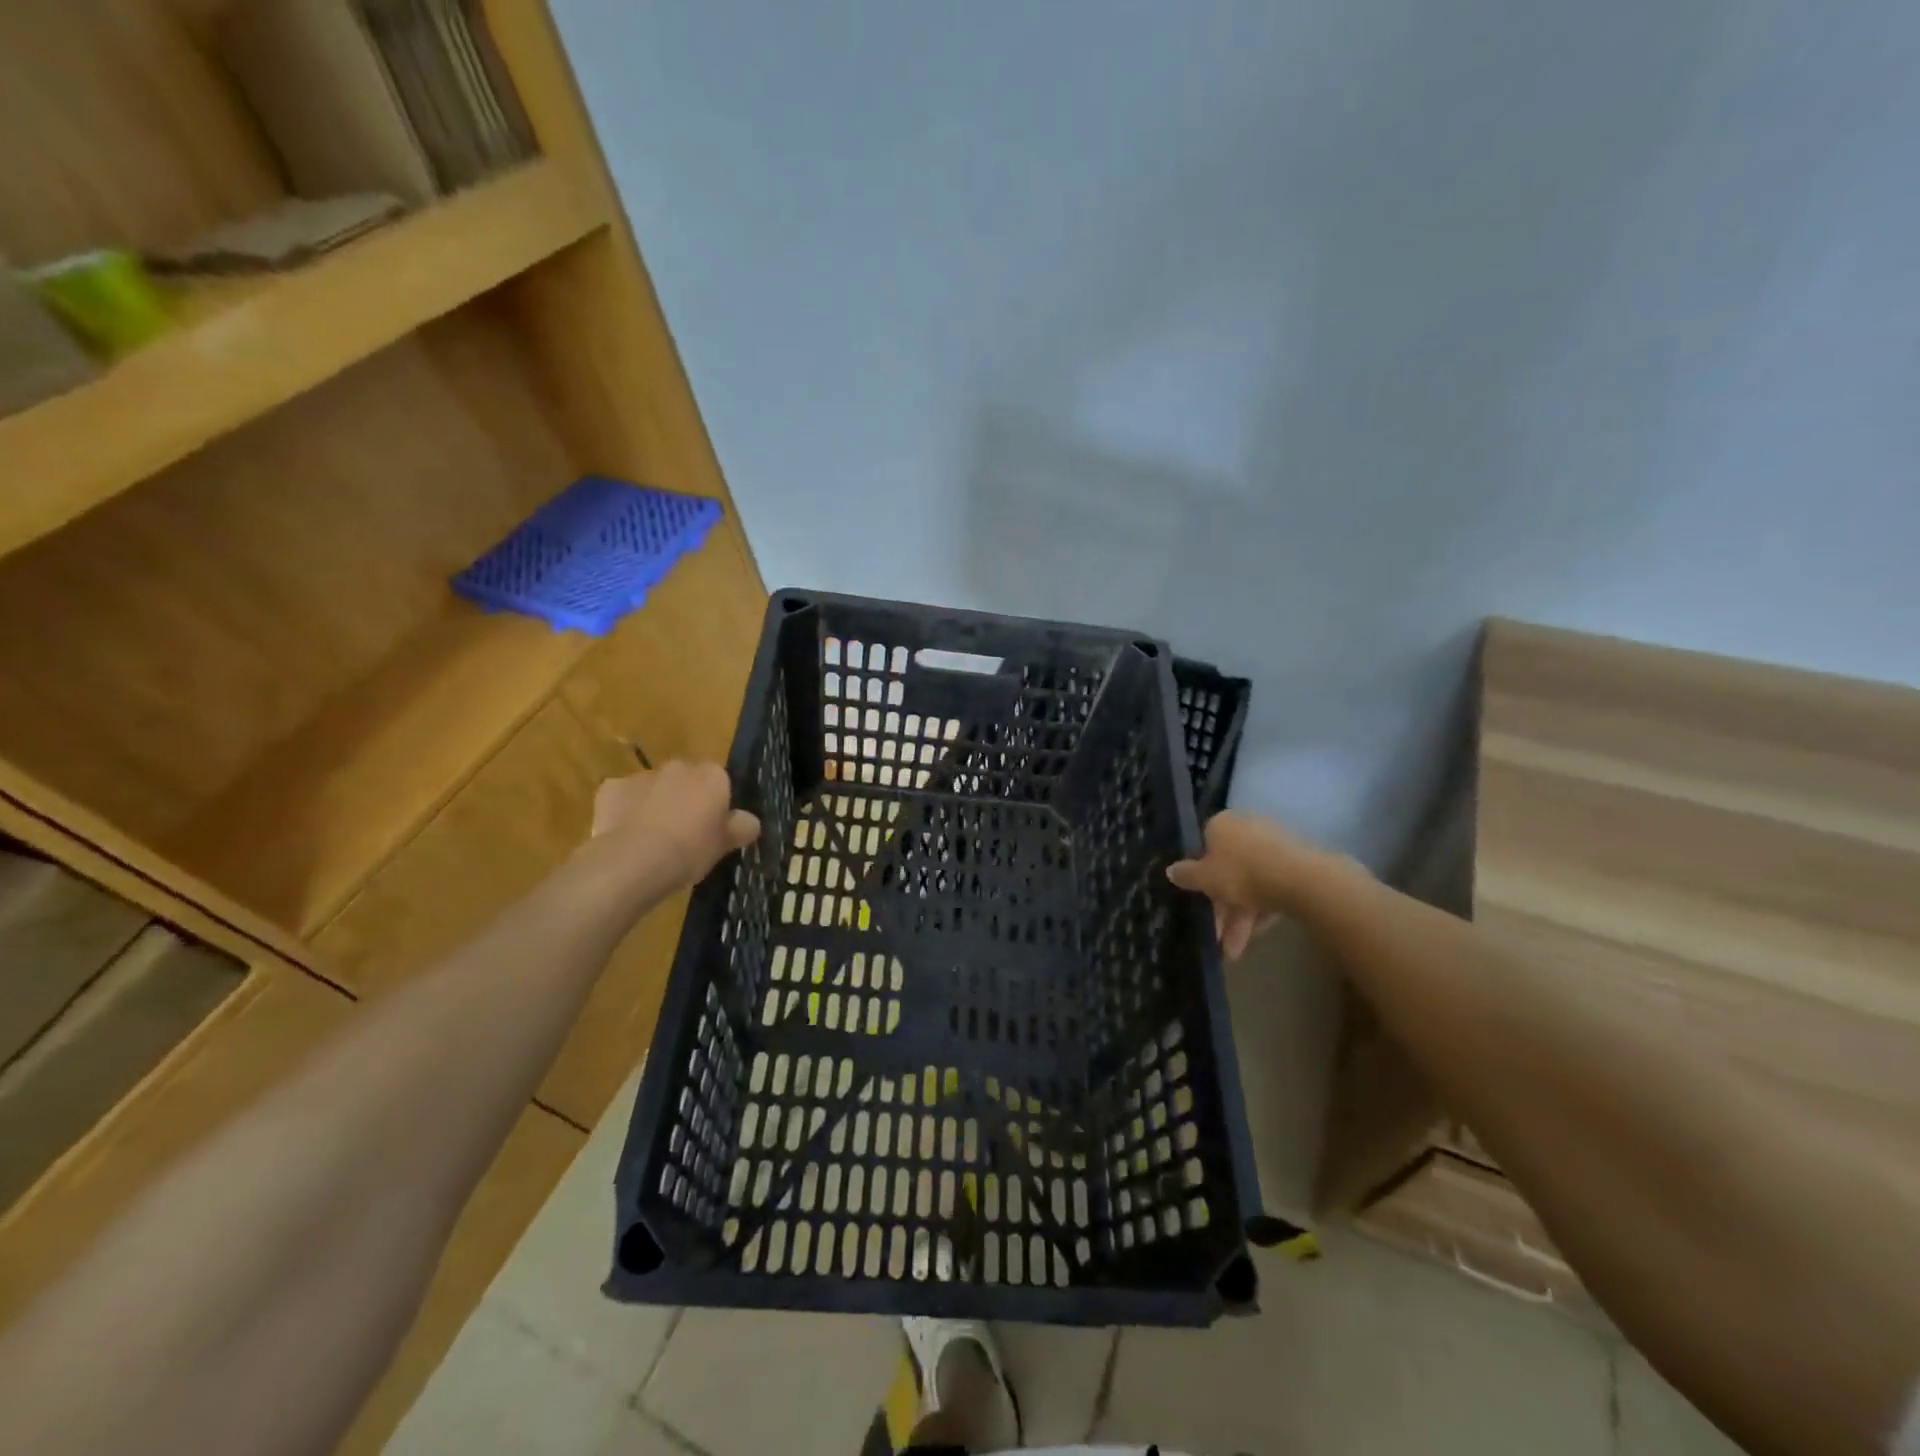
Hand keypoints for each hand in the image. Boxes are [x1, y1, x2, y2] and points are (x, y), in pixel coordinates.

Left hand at [585, 761, 759, 897]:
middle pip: (686, 780)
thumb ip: (740, 828)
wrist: (634, 860)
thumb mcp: (724, 845)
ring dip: (655, 804)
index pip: (720, 781)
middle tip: (684, 833)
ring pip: (654, 788)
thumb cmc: (690, 850)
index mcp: (712, 776)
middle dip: (685, 798)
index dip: (716, 803)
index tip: (712, 826)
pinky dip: (625, 811)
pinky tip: (626, 836)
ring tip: (652, 840)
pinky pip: (623, 798)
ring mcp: (642, 776)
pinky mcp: (611, 788)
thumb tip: (750, 822)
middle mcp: (678, 767)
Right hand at [1167, 812, 1322, 960]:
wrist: (1299, 880)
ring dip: (1240, 917)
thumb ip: (1186, 875)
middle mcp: (1246, 828)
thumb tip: (1170, 870)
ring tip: (1234, 950)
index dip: (1198, 877)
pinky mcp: (1295, 864)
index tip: (1197, 901)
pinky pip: (1270, 887)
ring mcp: (1273, 846)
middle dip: (1221, 907)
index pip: (1203, 848)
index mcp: (1221, 824)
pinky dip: (1261, 910)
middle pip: (1227, 870)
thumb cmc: (1241, 873)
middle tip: (1216, 935)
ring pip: (1250, 883)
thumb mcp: (1204, 878)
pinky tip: (1256, 936)